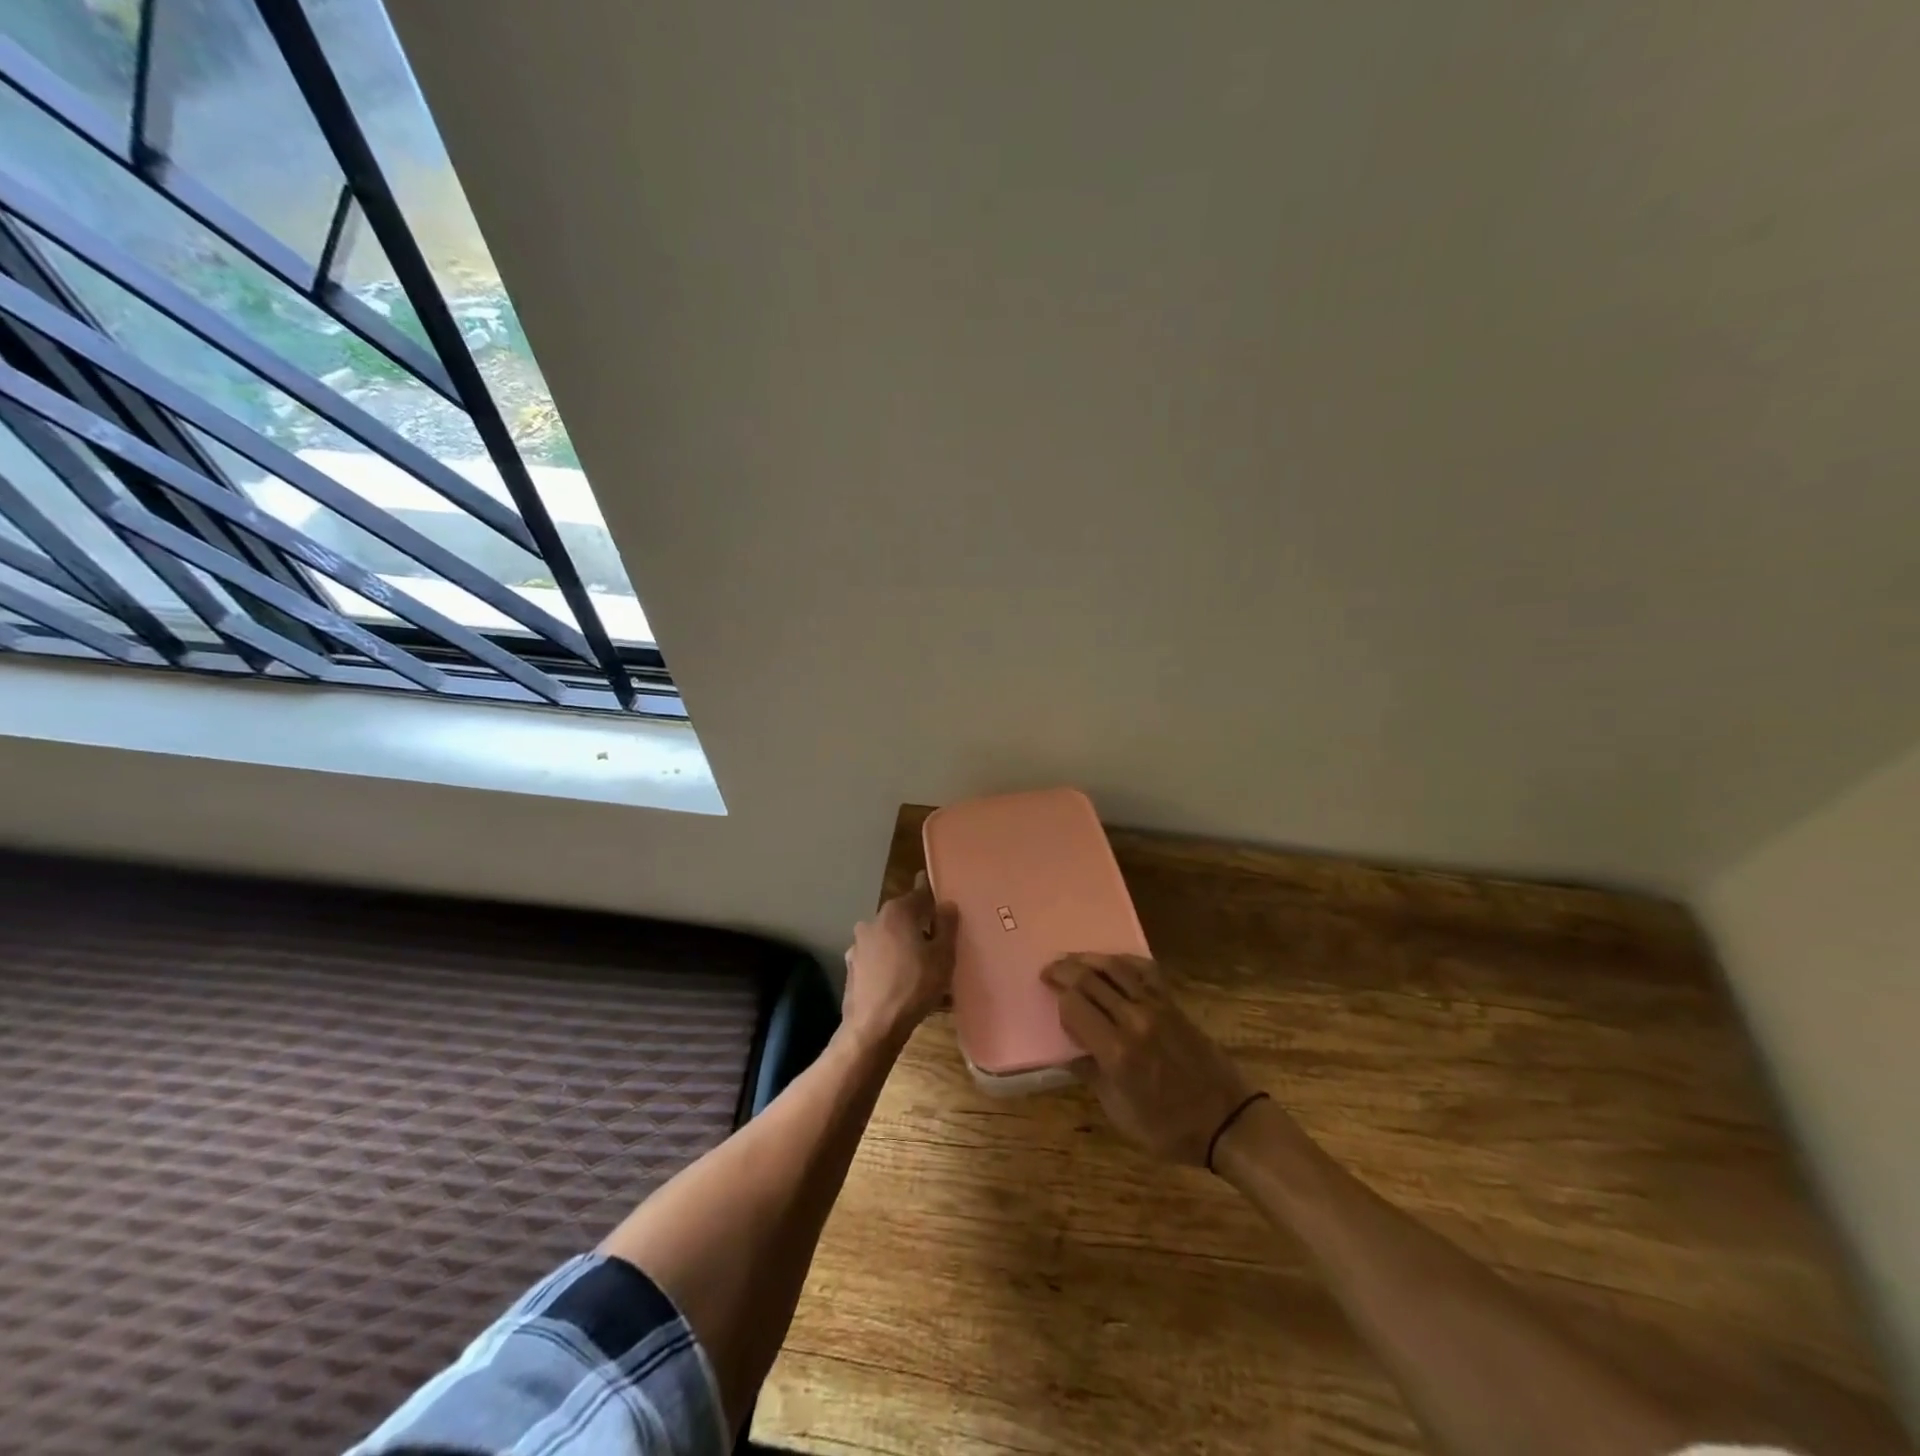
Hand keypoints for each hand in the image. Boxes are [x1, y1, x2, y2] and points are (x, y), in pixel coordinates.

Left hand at [841, 872, 958, 1047]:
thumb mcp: (943, 956)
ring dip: (902, 944)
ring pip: (888, 936)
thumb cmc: (914, 986)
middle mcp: (874, 920)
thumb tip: (947, 904)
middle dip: (919, 924)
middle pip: (903, 915)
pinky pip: (877, 957)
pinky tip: (900, 981)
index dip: (935, 900)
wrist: (873, 1027)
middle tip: (938, 942)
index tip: (945, 907)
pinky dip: (888, 962)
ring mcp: (859, 943)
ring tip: (920, 966)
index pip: (921, 894)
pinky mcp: (852, 966)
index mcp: (897, 912)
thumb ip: (947, 925)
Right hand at [1042, 954, 1253, 1164]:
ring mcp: (1156, 1007)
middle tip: (1048, 970)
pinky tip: (1112, 962)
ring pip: (1115, 968)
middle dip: (1065, 971)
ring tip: (1071, 960)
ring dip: (1088, 959)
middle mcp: (1134, 1020)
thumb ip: (1092, 1075)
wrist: (1226, 1120)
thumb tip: (1070, 1051)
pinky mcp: (1173, 1004)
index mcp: (1117, 1051)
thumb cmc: (1168, 1128)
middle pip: (1090, 980)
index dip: (1058, 998)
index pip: (1075, 1006)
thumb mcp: (1119, 1113)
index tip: (1049, 997)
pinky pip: (1144, 971)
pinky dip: (1124, 961)